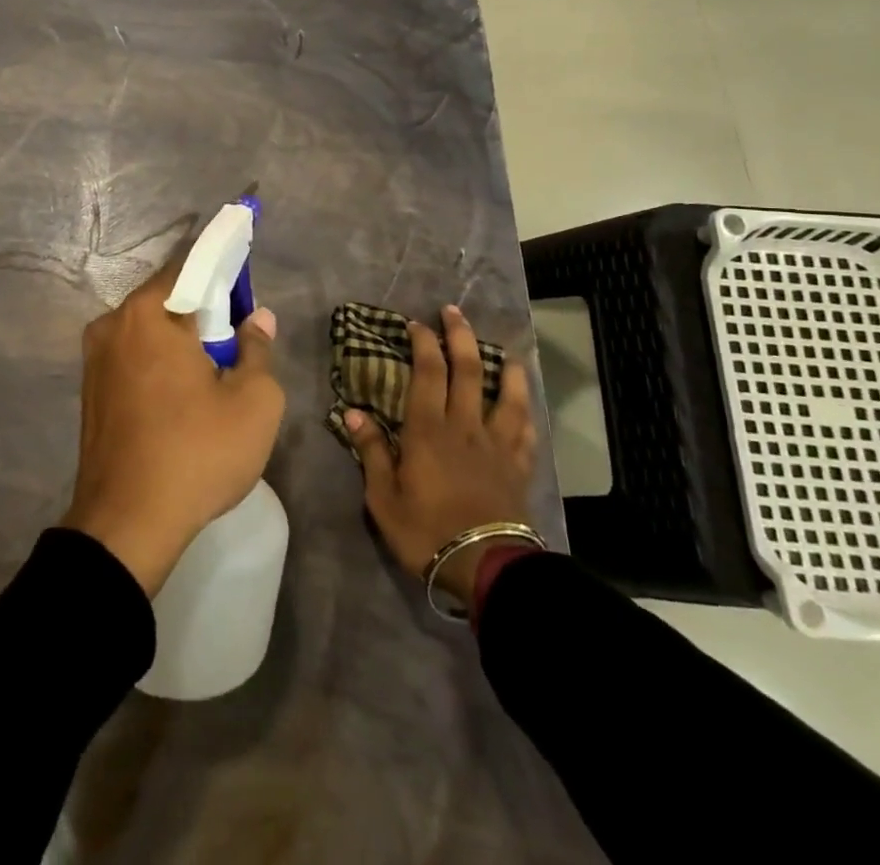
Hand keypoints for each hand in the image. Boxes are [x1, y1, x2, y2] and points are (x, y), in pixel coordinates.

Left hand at [61, 261, 283, 596]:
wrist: (126, 524)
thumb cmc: (197, 452)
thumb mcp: (253, 401)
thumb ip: (258, 349)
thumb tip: (257, 318)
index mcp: (148, 313)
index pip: (189, 267)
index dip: (222, 270)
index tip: (244, 284)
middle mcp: (113, 324)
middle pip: (166, 300)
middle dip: (202, 311)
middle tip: (235, 339)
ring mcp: (94, 358)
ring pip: (148, 331)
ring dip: (179, 340)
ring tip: (212, 372)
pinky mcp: (90, 390)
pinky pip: (132, 357)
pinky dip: (158, 362)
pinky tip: (181, 395)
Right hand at [342, 305, 537, 607]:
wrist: (487, 567)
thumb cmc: (427, 531)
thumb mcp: (384, 497)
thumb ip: (373, 452)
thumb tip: (354, 413)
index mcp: (429, 430)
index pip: (428, 373)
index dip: (423, 343)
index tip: (417, 323)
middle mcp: (465, 426)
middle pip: (467, 371)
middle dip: (460, 336)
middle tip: (453, 312)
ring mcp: (496, 445)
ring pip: (506, 394)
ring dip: (504, 367)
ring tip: (504, 351)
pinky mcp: (518, 466)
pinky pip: (525, 430)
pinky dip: (525, 409)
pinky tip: (525, 402)